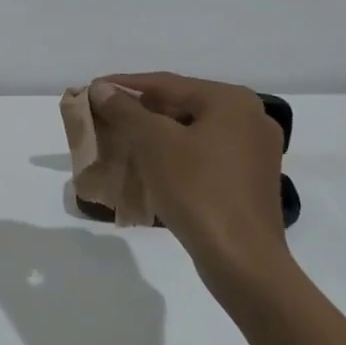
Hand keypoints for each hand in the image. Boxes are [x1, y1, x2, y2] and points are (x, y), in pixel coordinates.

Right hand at [89, 73, 291, 304]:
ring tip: (119, 140)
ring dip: (155, 135)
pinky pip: (204, 156)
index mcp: (231, 101)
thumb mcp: (153, 143)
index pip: (166, 83)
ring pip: (192, 132)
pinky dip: (175, 156)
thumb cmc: (198, 190)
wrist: (242, 261)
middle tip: (103, 116)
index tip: (92, 89)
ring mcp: (254, 152)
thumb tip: (101, 88)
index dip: (124, 85)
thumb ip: (125, 110)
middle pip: (181, 105)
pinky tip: (149, 167)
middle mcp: (250, 118)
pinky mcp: (249, 182)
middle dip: (139, 112)